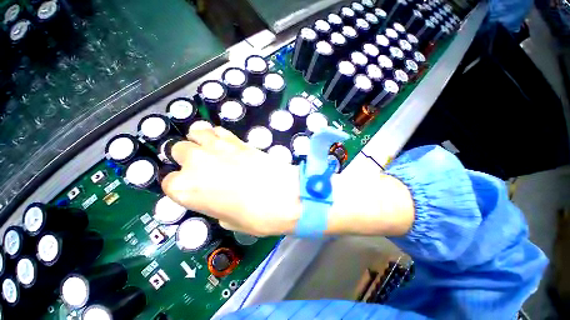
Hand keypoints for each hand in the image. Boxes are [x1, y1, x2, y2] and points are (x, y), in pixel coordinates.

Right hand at [161, 127, 301, 235]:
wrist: (285, 196)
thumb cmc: (256, 217)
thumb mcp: (227, 221)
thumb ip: (214, 205)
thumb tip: (216, 197)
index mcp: (186, 189)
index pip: (169, 182)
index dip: (182, 186)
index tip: (194, 188)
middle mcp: (195, 163)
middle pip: (179, 150)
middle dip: (188, 158)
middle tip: (205, 168)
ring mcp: (217, 147)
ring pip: (196, 133)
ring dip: (200, 141)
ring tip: (212, 150)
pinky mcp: (237, 140)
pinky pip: (219, 130)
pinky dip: (218, 135)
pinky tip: (227, 144)